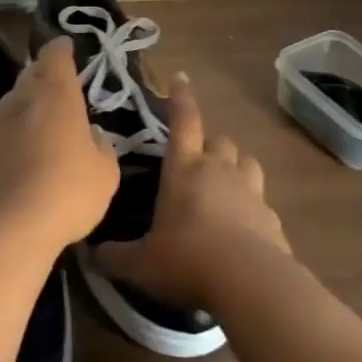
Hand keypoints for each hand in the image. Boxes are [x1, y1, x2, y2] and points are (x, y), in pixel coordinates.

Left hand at [0, 37, 119, 254]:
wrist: (9, 226)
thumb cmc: (68, 191)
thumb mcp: (105, 172)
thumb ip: (101, 146)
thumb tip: (92, 134)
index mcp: (56, 94)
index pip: (55, 55)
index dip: (61, 49)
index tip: (67, 46)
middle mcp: (21, 98)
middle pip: (30, 74)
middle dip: (43, 74)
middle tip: (56, 83)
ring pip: (11, 100)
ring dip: (25, 103)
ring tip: (38, 118)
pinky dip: (9, 130)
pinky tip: (17, 147)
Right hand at [97, 74, 288, 310]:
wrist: (250, 283)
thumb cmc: (187, 260)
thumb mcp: (141, 264)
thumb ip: (115, 257)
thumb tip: (89, 255)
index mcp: (184, 169)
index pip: (183, 121)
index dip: (180, 98)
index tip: (180, 78)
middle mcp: (219, 171)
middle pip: (219, 140)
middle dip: (209, 145)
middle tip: (196, 161)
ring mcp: (251, 192)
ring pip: (247, 162)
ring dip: (236, 167)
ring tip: (225, 184)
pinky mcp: (272, 218)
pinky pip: (262, 201)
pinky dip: (252, 207)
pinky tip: (244, 228)